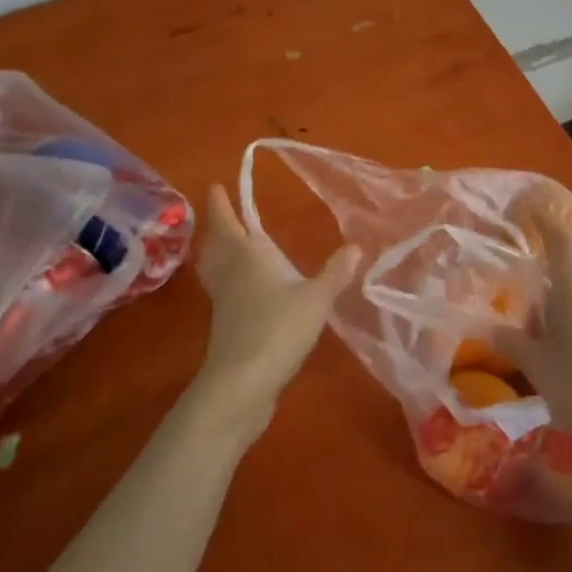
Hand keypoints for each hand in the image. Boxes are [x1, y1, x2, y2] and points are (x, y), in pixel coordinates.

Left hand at [189, 184, 360, 441]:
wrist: (242, 385)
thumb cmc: (278, 329)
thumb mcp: (316, 299)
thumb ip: (336, 273)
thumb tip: (356, 246)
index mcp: (248, 257)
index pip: (230, 222)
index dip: (221, 204)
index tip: (215, 186)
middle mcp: (231, 274)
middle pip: (216, 244)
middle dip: (217, 227)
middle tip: (220, 213)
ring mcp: (224, 302)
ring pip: (214, 268)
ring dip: (217, 253)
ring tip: (226, 246)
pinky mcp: (225, 326)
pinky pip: (221, 291)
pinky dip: (226, 279)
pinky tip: (244, 288)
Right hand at [492, 191, 571, 462]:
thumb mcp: (539, 370)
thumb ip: (514, 344)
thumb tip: (493, 327)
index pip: (558, 243)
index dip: (544, 222)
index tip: (531, 206)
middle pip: (567, 283)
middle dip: (546, 300)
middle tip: (528, 332)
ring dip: (567, 321)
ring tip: (553, 361)